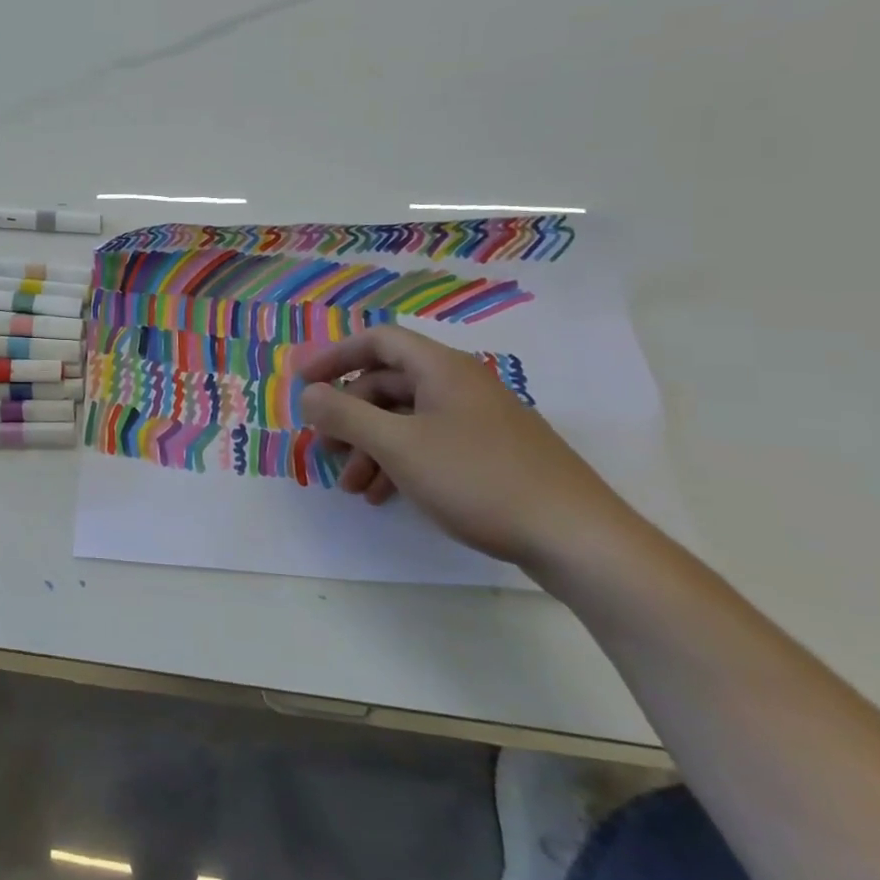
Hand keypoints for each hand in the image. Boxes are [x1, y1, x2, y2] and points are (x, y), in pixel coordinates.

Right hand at [295, 326, 634, 569]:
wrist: (577, 538)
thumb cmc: (478, 479)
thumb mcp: (398, 446)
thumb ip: (345, 415)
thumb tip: (308, 394)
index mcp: (441, 369)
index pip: (378, 341)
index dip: (335, 356)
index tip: (302, 382)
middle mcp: (460, 385)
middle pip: (388, 384)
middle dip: (350, 416)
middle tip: (326, 449)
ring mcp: (479, 420)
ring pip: (407, 420)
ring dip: (371, 447)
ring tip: (353, 488)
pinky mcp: (491, 454)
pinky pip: (430, 444)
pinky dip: (400, 463)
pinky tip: (386, 496)